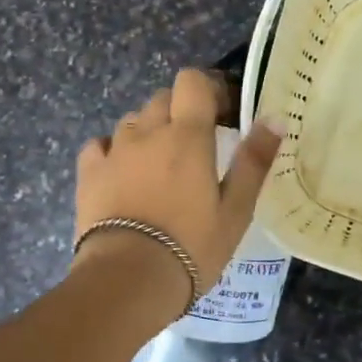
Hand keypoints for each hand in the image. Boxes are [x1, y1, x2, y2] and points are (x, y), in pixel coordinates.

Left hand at [74, 69, 283, 303]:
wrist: (128, 280)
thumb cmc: (192, 246)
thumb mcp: (235, 211)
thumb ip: (254, 161)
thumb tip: (274, 118)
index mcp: (187, 136)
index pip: (192, 81)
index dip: (208, 89)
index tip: (223, 116)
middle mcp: (147, 132)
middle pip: (162, 98)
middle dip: (181, 112)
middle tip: (197, 146)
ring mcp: (113, 151)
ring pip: (133, 121)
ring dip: (149, 132)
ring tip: (160, 166)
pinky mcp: (88, 174)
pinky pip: (100, 145)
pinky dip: (114, 151)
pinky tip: (122, 173)